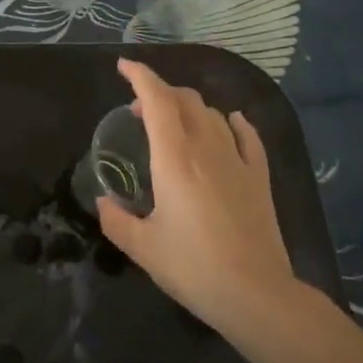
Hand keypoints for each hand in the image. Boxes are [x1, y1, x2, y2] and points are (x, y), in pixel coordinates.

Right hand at [95, 59, 305, 342]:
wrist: (257, 295)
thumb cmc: (194, 268)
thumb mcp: (142, 248)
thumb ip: (116, 220)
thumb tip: (104, 202)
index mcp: (174, 159)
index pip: (156, 100)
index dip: (140, 76)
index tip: (123, 66)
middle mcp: (206, 148)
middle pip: (185, 100)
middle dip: (159, 92)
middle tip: (138, 110)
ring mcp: (237, 161)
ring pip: (213, 114)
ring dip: (189, 107)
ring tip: (174, 122)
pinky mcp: (259, 178)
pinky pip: (247, 136)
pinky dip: (232, 123)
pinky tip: (229, 124)